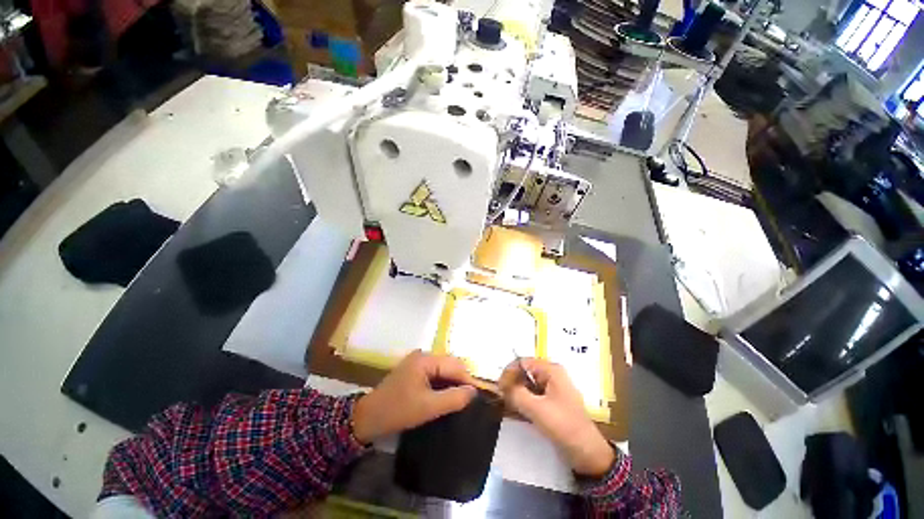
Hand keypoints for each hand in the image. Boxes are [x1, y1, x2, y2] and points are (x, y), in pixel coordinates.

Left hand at [352, 351, 478, 442]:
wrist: (367, 417)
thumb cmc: (398, 411)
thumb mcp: (428, 407)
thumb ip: (453, 398)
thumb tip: (474, 391)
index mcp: (425, 359)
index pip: (454, 365)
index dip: (467, 379)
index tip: (478, 395)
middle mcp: (422, 356)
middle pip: (449, 364)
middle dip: (460, 380)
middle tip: (468, 399)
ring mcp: (417, 362)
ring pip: (443, 369)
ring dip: (451, 382)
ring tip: (459, 399)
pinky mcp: (414, 371)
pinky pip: (434, 374)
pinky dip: (442, 384)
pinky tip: (445, 396)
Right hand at [499, 358, 614, 476]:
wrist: (587, 453)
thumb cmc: (564, 426)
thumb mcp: (537, 409)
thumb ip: (516, 394)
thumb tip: (501, 386)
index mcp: (551, 370)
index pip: (523, 362)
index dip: (509, 372)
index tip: (499, 388)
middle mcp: (551, 375)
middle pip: (524, 371)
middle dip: (512, 382)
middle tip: (502, 397)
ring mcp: (552, 388)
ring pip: (527, 383)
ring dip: (516, 392)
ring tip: (507, 404)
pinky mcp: (551, 401)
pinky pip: (532, 394)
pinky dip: (523, 400)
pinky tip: (516, 410)